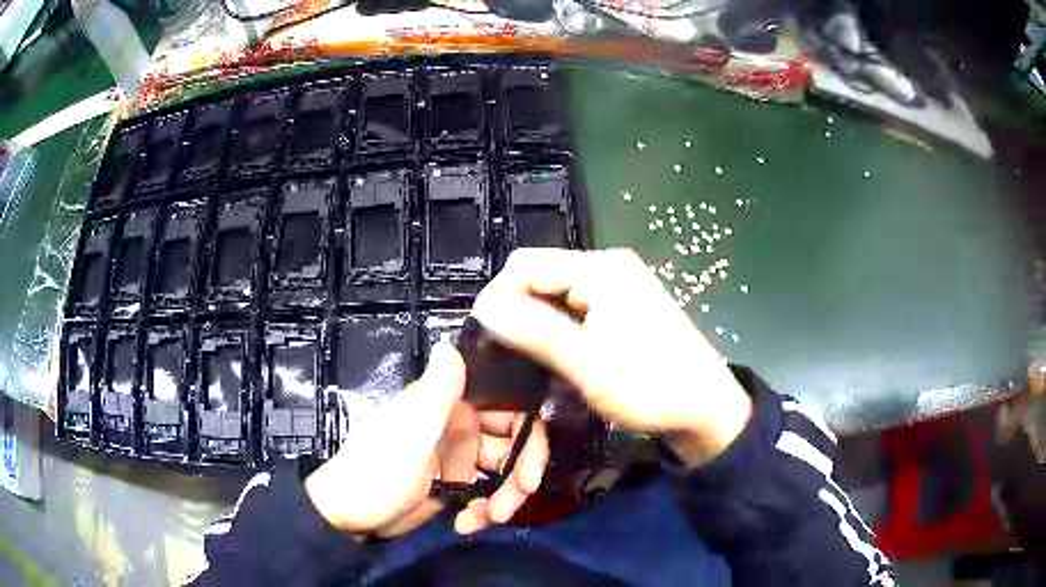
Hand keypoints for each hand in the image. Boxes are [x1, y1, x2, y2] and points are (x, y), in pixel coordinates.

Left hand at [304, 344, 548, 537]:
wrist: (348, 519)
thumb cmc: (377, 475)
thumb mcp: (409, 436)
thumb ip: (436, 393)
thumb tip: (451, 344)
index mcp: (450, 405)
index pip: (509, 408)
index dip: (529, 437)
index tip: (531, 474)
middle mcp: (459, 426)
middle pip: (514, 443)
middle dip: (520, 475)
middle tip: (509, 507)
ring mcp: (457, 457)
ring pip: (504, 471)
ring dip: (504, 498)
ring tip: (488, 519)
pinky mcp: (454, 484)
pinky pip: (487, 492)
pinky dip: (484, 510)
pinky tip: (466, 524)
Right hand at [471, 248, 751, 463]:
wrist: (706, 407)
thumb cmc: (649, 385)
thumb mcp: (585, 362)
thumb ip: (533, 331)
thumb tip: (484, 309)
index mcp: (600, 269)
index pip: (526, 264)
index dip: (497, 295)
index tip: (483, 336)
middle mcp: (609, 265)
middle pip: (542, 273)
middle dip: (516, 307)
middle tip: (502, 350)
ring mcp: (622, 283)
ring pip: (559, 290)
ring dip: (537, 318)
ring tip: (524, 354)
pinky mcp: (628, 303)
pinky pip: (579, 303)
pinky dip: (560, 323)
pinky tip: (556, 350)